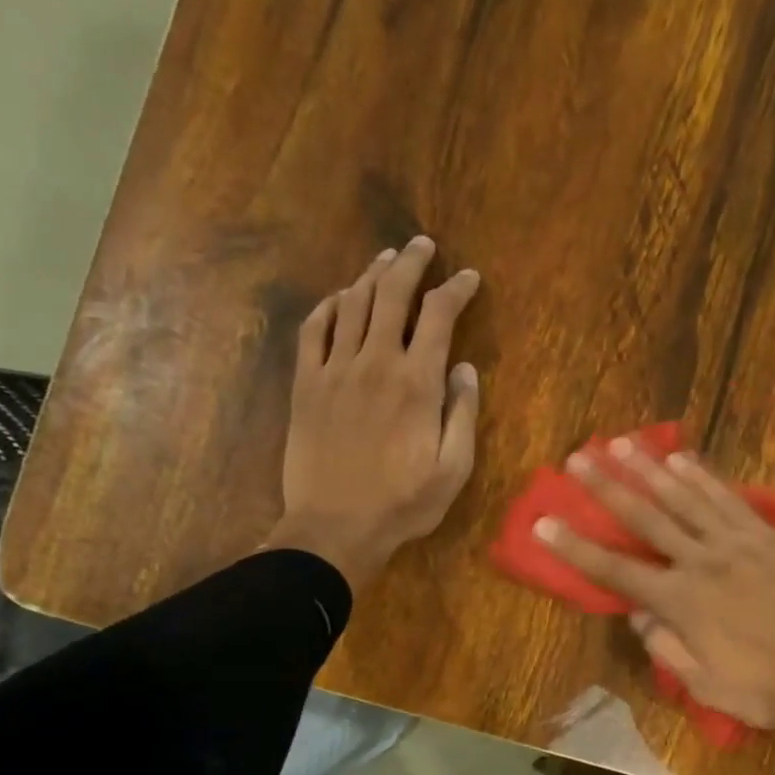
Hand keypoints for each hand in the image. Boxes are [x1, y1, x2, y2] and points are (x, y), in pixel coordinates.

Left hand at [268, 237, 480, 586]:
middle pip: (392, 294)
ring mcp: (335, 371)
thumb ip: (462, 415)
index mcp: (417, 383)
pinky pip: (313, 331)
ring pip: (352, 304)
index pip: (438, 316)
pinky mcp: (306, 385)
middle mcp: (375, 363)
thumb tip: (464, 369)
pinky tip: (338, 299)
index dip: (455, 289)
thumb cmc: (402, 505)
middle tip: (422, 246)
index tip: (468, 278)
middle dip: (411, 263)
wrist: (334, 528)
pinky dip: (327, 307)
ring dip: (371, 276)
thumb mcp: (453, 471)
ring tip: (385, 261)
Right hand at [534, 437, 774, 728]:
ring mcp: (736, 543)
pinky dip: (701, 476)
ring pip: (684, 497)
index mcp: (681, 602)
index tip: (544, 523)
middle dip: (606, 487)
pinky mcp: (765, 535)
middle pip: (645, 518)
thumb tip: (637, 615)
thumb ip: (664, 647)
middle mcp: (701, 562)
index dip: (575, 547)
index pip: (614, 570)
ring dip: (648, 468)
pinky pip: (727, 498)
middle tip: (576, 458)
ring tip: (619, 442)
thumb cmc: (762, 686)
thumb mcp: (702, 684)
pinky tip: (679, 458)